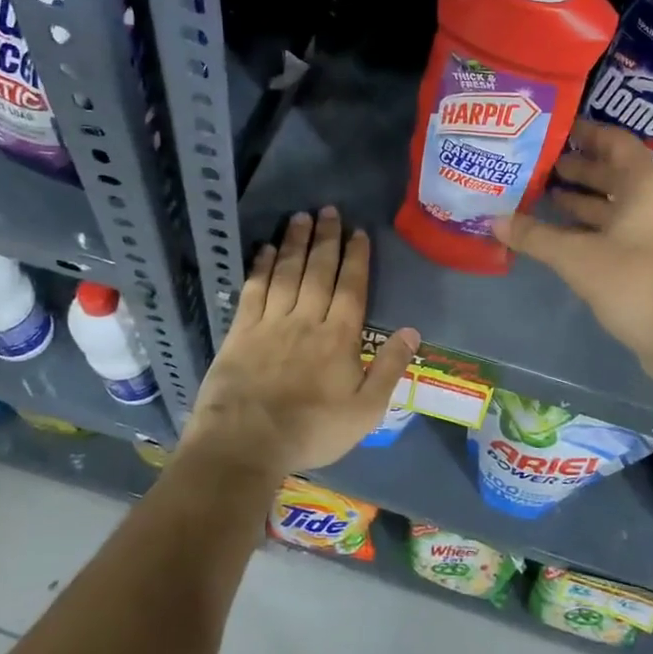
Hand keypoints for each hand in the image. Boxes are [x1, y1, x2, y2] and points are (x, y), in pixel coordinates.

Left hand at [179, 207, 419, 480]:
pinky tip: (266, 249)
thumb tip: (412, 330)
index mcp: (339, 337)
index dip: (356, 257)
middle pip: (319, 270)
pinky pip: (254, 289)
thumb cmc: (312, 431)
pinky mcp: (240, 331)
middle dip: (326, 238)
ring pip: (287, 272)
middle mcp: (306, 320)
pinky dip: (262, 266)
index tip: (358, 232)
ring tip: (301, 216)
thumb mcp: (366, 411)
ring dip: (295, 242)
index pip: (351, 287)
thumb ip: (390, 368)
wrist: (246, 443)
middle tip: (329, 210)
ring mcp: (271, 322)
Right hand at [494, 120, 652, 394]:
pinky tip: (558, 236)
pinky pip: (617, 231)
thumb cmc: (635, 282)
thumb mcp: (577, 256)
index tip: (550, 130)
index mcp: (647, 182)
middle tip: (535, 165)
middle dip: (576, 168)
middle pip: (614, 172)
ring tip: (540, 195)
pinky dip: (589, 228)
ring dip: (581, 200)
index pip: (614, 141)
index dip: (583, 132)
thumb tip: (495, 220)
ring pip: (615, 205)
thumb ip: (535, 236)